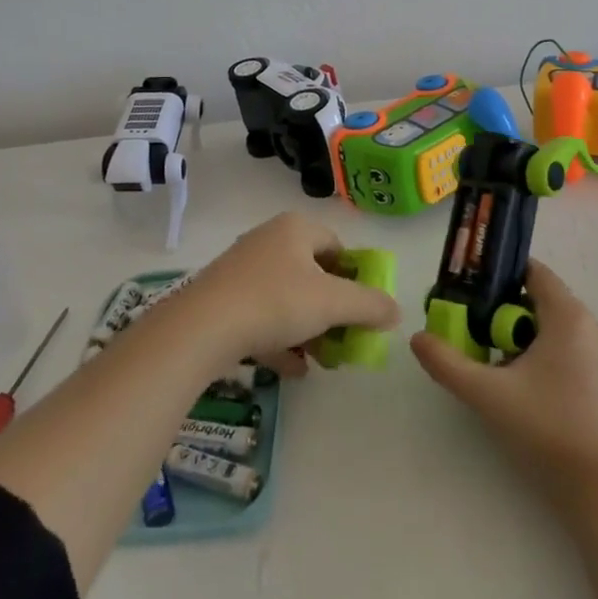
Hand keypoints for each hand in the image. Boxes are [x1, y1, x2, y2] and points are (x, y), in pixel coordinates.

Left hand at [175, 212, 401, 376]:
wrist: (202, 327)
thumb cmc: (276, 302)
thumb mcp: (333, 303)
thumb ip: (370, 305)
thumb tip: (395, 311)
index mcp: (295, 229)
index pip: (337, 246)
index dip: (355, 277)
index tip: (362, 309)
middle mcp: (268, 241)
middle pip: (312, 274)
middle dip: (332, 310)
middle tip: (345, 338)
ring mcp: (242, 270)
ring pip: (287, 298)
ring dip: (308, 329)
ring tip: (322, 359)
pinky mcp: (223, 298)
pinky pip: (262, 317)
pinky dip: (281, 340)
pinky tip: (293, 370)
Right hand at [410, 261, 597, 502]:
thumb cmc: (546, 428)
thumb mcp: (487, 393)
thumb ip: (447, 362)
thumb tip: (417, 338)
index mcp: (568, 316)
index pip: (533, 271)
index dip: (498, 274)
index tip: (468, 290)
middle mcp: (589, 325)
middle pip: (537, 299)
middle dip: (501, 310)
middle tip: (470, 329)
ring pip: (549, 326)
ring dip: (517, 335)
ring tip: (488, 359)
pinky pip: (562, 347)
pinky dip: (536, 352)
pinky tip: (516, 382)